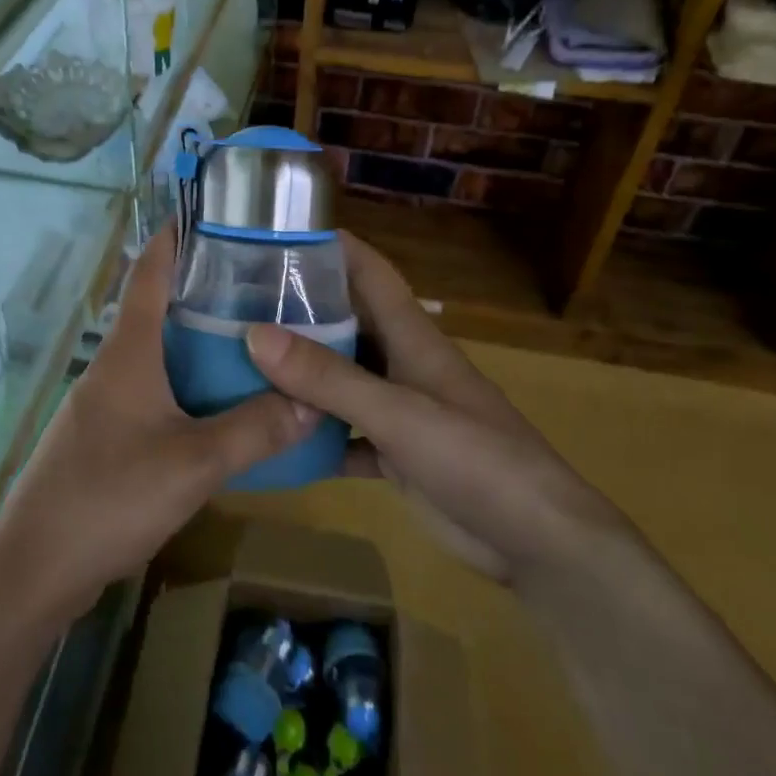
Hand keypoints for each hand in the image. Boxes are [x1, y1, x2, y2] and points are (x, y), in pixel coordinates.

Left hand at [0, 222, 316, 622]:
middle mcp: (112, 366)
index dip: (175, 238)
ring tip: (251, 341)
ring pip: (157, 356)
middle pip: (157, 311)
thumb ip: (255, 430)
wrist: (37, 565)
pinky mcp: (104, 436)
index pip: (149, 273)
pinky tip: (217, 406)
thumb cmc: (111, 495)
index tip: (211, 216)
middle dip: (202, 293)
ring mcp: (103, 403)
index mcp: (128, 352)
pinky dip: (185, 385)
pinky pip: (152, 393)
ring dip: (196, 343)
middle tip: (259, 286)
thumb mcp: (194, 463)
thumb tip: (314, 401)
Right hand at [243, 231, 617, 582]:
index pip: (371, 273)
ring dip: (301, 373)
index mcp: (412, 338)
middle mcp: (403, 365)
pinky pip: (345, 434)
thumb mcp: (397, 413)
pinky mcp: (397, 455)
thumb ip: (328, 377)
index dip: (333, 248)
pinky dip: (314, 434)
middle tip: (238, 305)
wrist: (537, 541)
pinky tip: (274, 438)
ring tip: (242, 363)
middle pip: (348, 323)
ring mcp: (401, 412)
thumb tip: (255, 334)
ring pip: (341, 379)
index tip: (279, 234)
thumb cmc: (476, 458)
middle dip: (300, 310)